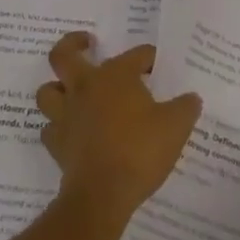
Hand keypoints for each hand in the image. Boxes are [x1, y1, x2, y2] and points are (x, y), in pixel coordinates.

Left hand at [36, 33, 201, 225]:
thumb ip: (186, 108)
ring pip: (48, 90)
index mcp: (116, 75)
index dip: (149, 58)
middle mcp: (85, 87)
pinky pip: (49, 128)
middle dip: (73, 44)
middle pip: (63, 55)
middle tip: (87, 44)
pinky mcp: (56, 144)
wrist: (102, 195)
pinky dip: (57, 126)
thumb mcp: (176, 127)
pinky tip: (71, 131)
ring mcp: (66, 115)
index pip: (136, 54)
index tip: (157, 66)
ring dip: (58, 88)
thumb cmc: (140, 151)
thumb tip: (192, 98)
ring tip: (72, 90)